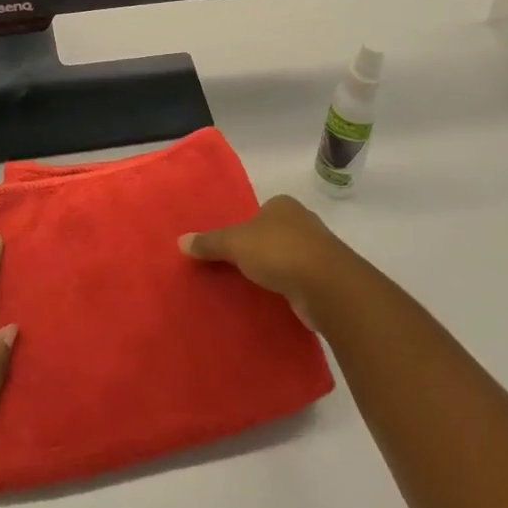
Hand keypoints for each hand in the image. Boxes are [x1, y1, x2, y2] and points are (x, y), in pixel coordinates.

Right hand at [180, 194, 365, 330]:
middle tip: (232, 268)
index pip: (258, 212)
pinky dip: (285, 289)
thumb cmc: (279, 250)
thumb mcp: (235, 243)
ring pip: (286, 258)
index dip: (243, 227)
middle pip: (272, 234)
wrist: (326, 285)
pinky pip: (296, 281)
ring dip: (273, 271)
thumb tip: (180, 241)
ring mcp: (316, 251)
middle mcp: (302, 223)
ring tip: (248, 287)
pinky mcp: (324, 279)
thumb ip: (209, 242)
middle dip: (257, 250)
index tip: (228, 247)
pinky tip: (270, 301)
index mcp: (283, 205)